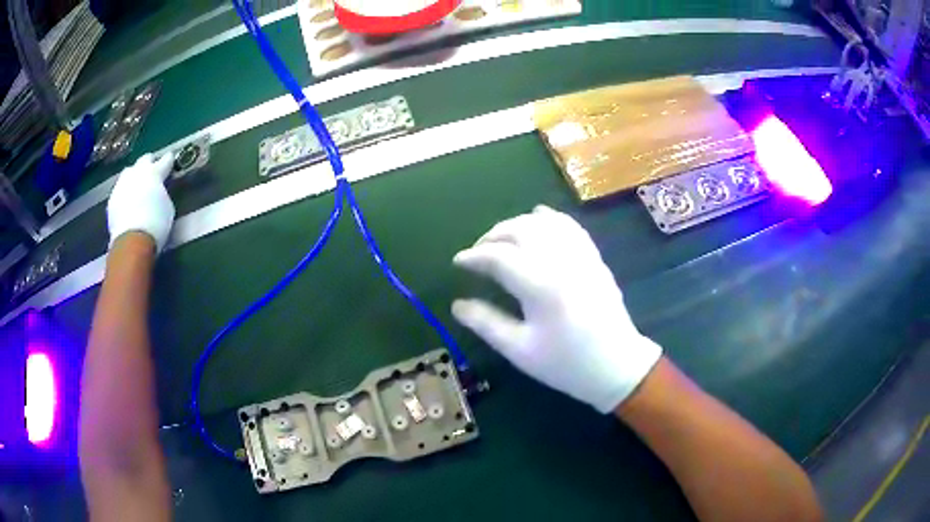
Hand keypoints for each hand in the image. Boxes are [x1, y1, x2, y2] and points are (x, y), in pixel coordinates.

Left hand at [107, 153, 174, 252]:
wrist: (132, 239)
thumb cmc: (156, 223)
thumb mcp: (167, 207)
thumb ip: (162, 193)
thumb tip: (157, 192)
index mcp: (154, 172)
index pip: (165, 160)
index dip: (168, 160)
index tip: (170, 158)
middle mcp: (137, 172)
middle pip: (144, 160)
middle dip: (148, 163)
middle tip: (152, 170)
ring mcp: (122, 184)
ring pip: (128, 173)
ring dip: (134, 177)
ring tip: (137, 186)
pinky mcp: (112, 199)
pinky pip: (119, 191)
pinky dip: (124, 194)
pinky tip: (127, 203)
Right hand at [452, 205, 661, 412]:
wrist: (616, 365)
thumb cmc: (566, 363)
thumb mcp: (520, 351)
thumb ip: (486, 324)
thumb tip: (457, 305)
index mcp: (541, 286)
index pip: (499, 257)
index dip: (474, 257)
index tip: (457, 262)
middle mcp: (561, 262)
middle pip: (519, 231)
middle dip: (492, 235)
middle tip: (476, 252)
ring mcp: (581, 256)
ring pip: (543, 222)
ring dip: (516, 223)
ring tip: (500, 238)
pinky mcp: (594, 257)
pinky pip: (569, 225)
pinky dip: (549, 217)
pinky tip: (537, 215)